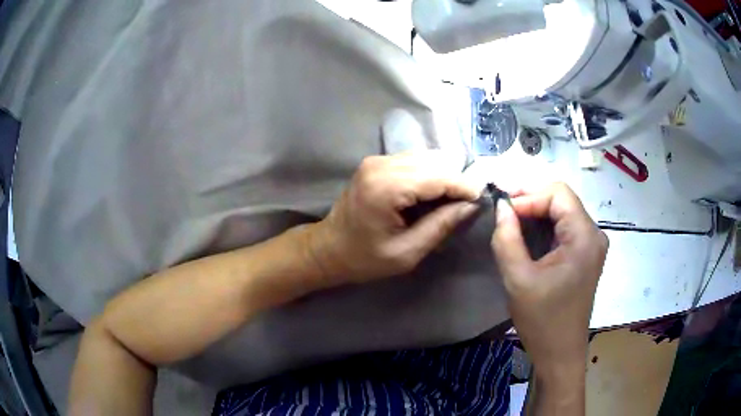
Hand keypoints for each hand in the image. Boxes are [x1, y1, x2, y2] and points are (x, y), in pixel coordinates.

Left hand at [308, 151, 479, 285]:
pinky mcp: (377, 162)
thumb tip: (471, 206)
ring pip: (427, 157)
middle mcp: (381, 165)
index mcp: (386, 188)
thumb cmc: (364, 258)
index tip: (482, 199)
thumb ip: (440, 226)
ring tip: (447, 202)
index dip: (464, 187)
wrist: (329, 248)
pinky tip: (429, 195)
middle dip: (454, 181)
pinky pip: (414, 160)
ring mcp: (377, 160)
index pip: (439, 176)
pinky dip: (429, 174)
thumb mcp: (407, 252)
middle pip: (435, 161)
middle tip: (463, 206)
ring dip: (442, 176)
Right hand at [491, 183, 607, 375]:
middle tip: (502, 211)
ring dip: (536, 212)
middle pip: (562, 200)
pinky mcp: (585, 255)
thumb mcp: (518, 279)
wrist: (560, 353)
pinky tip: (526, 234)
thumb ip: (507, 238)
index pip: (558, 194)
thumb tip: (500, 206)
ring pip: (563, 212)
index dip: (528, 195)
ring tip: (510, 220)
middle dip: (531, 200)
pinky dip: (544, 226)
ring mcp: (591, 244)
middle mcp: (594, 234)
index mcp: (585, 237)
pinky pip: (565, 228)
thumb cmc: (542, 320)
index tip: (502, 209)